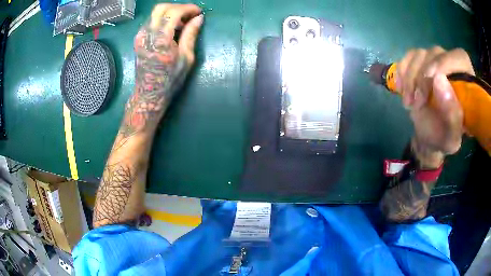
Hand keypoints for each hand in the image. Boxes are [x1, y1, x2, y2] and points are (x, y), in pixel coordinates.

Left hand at [131, 4, 202, 118]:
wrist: (149, 93)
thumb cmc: (170, 79)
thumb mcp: (186, 58)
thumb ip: (191, 34)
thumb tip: (198, 18)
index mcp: (160, 40)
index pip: (173, 12)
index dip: (188, 8)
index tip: (198, 12)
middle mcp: (147, 34)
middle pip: (161, 8)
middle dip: (178, 7)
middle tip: (189, 15)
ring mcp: (140, 36)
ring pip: (155, 13)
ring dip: (170, 12)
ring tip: (182, 22)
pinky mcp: (138, 39)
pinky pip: (151, 21)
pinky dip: (163, 19)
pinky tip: (171, 28)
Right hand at [397, 47, 473, 167]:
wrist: (427, 135)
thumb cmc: (442, 138)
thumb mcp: (451, 137)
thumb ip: (452, 115)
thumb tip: (439, 79)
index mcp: (467, 85)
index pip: (460, 57)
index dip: (446, 62)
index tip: (431, 79)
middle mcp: (452, 67)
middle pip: (436, 54)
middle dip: (423, 77)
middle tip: (417, 101)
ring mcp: (435, 61)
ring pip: (420, 54)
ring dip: (410, 78)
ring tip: (409, 102)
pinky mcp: (421, 62)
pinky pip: (408, 57)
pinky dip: (402, 72)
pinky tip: (402, 90)